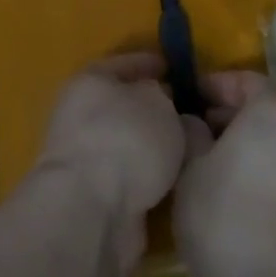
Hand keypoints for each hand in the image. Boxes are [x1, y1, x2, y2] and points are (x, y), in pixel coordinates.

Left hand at [32, 54, 191, 275]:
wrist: (92, 213)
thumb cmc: (125, 140)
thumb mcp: (157, 102)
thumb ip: (164, 97)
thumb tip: (163, 104)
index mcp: (89, 82)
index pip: (125, 63)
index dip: (151, 63)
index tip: (175, 68)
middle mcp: (81, 117)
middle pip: (126, 107)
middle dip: (156, 110)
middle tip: (191, 112)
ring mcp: (86, 159)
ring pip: (130, 145)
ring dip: (156, 148)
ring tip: (194, 149)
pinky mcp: (96, 198)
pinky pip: (133, 178)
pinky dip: (153, 178)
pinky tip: (180, 180)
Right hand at [173, 71, 275, 276]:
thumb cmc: (224, 220)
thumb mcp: (189, 169)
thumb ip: (192, 132)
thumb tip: (196, 122)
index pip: (248, 80)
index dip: (218, 85)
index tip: (193, 98)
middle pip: (272, 113)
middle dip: (239, 119)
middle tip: (205, 136)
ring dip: (262, 152)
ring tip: (231, 176)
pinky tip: (259, 210)